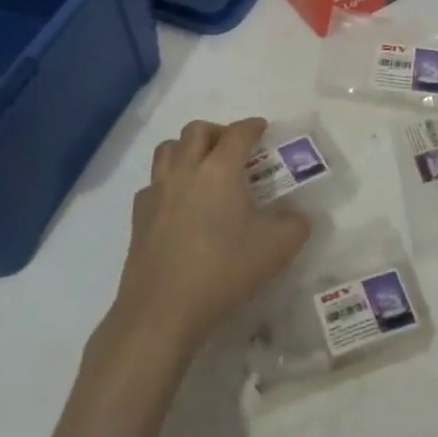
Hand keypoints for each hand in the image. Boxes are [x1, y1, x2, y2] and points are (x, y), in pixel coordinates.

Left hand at [114, 117, 313, 345]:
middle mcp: (186, 170)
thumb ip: (296, 225)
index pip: (238, 133)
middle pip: (197, 130)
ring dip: (186, 148)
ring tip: (201, 166)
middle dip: (217, 131)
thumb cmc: (223, 270)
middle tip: (232, 148)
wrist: (162, 310)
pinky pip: (153, 183)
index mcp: (220, 169)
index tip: (261, 129)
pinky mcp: (138, 215)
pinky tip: (178, 203)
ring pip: (168, 149)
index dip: (252, 126)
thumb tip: (298, 216)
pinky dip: (167, 181)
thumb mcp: (277, 249)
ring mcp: (157, 191)